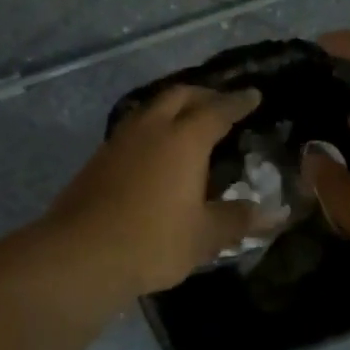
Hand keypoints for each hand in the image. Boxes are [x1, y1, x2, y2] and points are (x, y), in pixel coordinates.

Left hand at [41, 84, 268, 307]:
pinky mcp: (98, 158)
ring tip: (187, 123)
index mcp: (184, 139)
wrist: (80, 254)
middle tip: (220, 104)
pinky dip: (152, 128)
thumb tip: (269, 213)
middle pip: (180, 95)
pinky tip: (155, 151)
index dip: (238, 102)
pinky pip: (133, 128)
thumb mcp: (203, 236)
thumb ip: (236, 219)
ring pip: (151, 108)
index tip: (252, 95)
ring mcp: (120, 141)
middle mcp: (152, 129)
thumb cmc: (152, 241)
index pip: (217, 110)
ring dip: (173, 108)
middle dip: (203, 95)